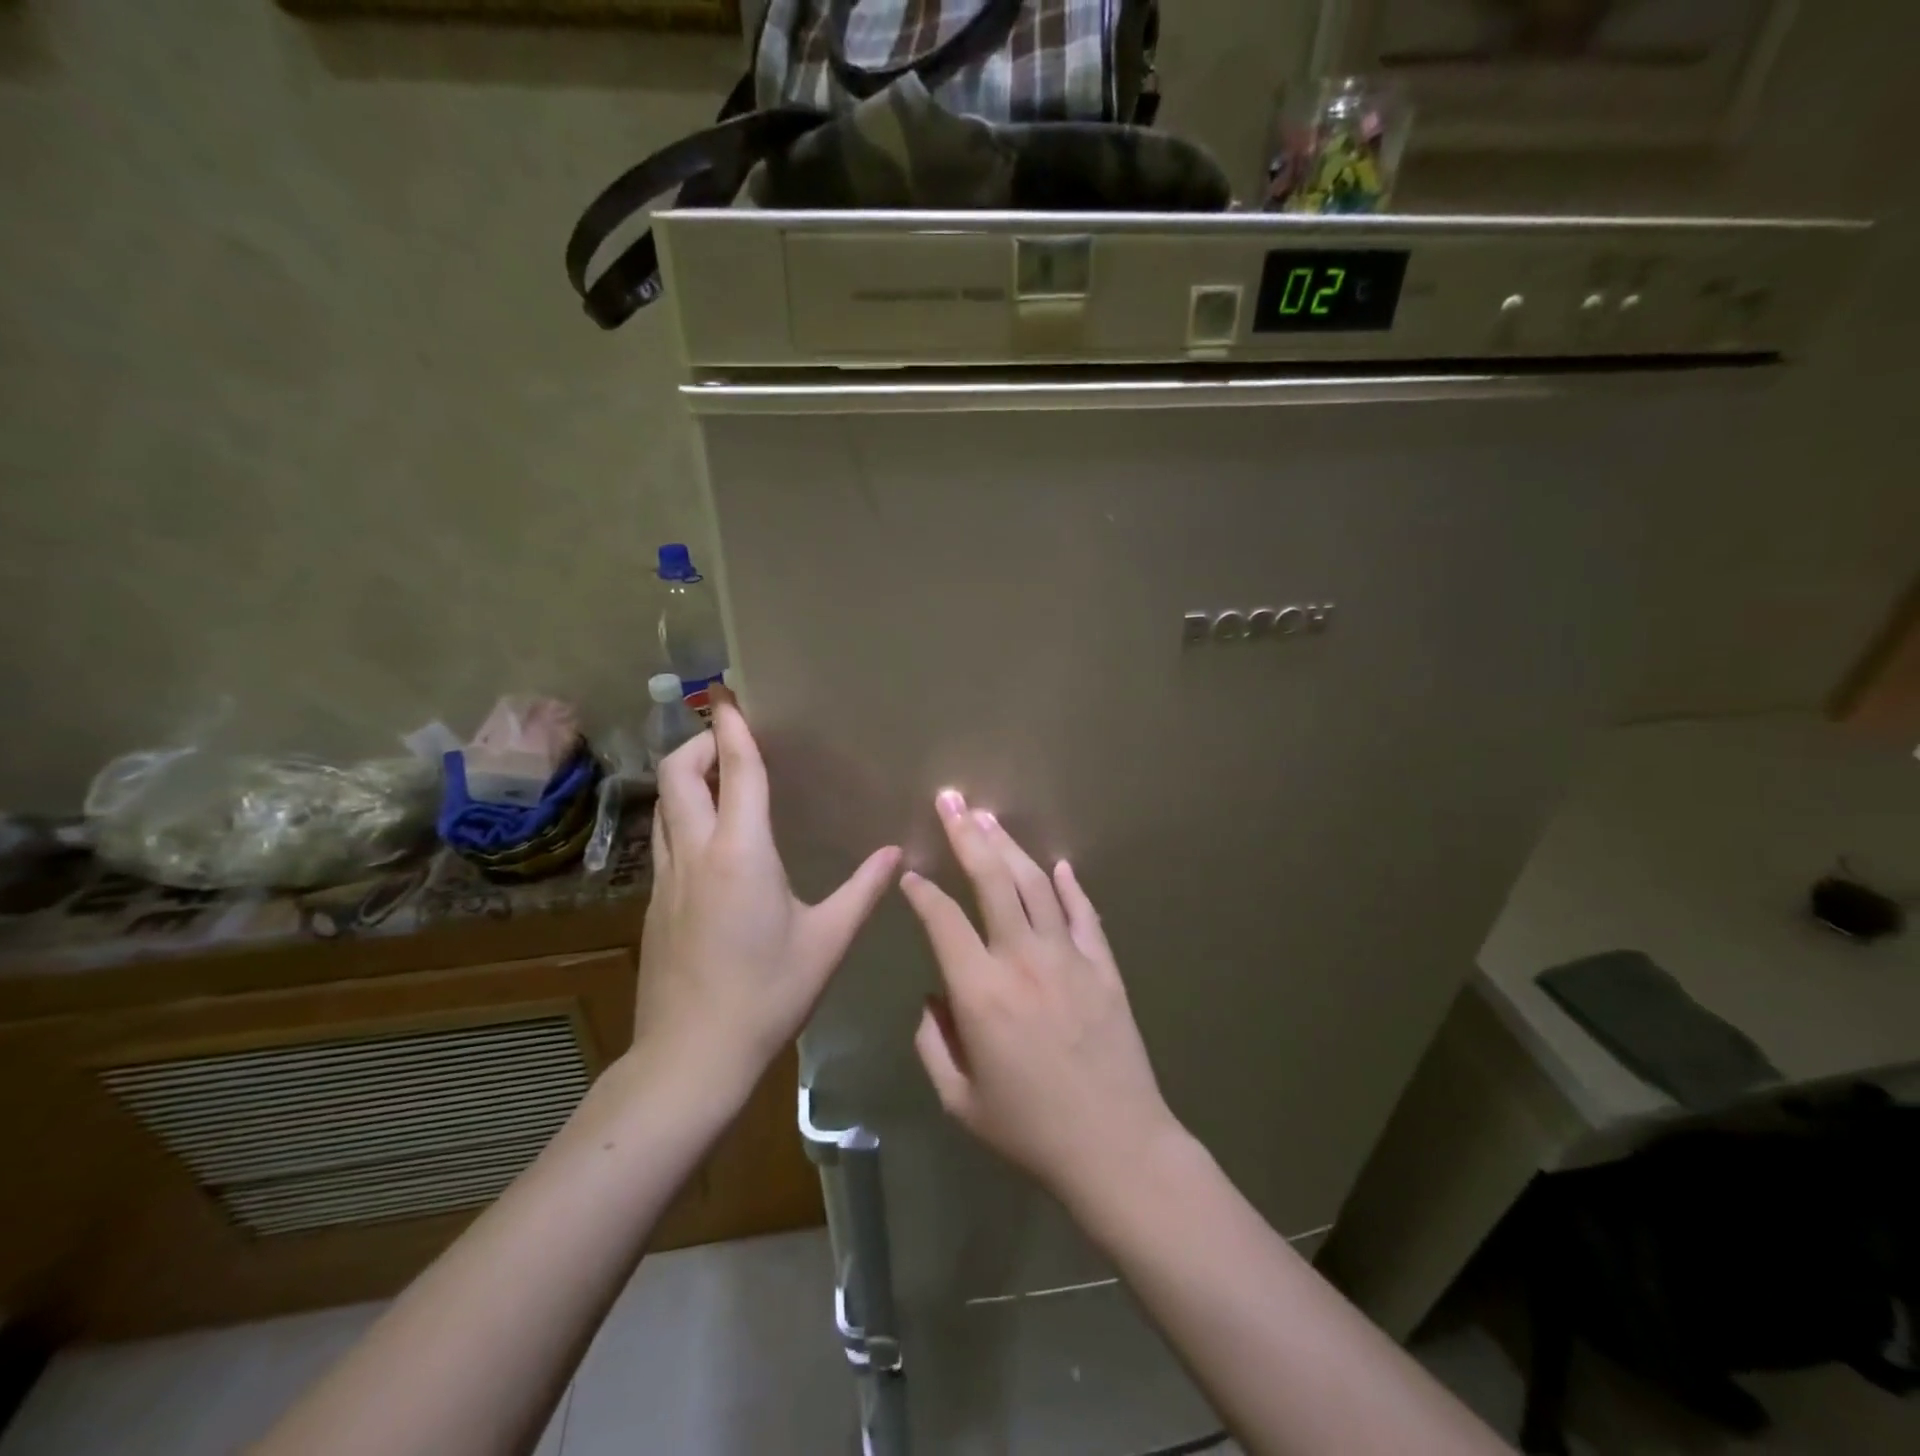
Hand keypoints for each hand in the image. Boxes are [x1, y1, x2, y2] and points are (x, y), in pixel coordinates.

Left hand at [635, 690, 899, 1099]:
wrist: (691, 1057)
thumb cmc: (767, 994)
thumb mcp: (828, 941)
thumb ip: (864, 890)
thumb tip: (897, 854)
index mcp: (741, 852)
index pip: (735, 771)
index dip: (732, 728)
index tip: (729, 696)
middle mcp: (696, 853)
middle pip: (678, 774)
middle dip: (699, 743)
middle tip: (729, 738)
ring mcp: (666, 879)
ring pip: (664, 806)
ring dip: (686, 779)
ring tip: (719, 778)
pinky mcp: (655, 904)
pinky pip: (664, 839)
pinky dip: (683, 817)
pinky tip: (711, 841)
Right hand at [901, 789, 1181, 1208]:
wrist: (1116, 1147)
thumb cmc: (1030, 1130)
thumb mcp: (960, 1100)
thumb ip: (933, 1044)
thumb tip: (934, 998)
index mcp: (980, 992)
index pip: (942, 920)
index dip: (921, 892)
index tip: (910, 875)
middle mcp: (1022, 959)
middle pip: (992, 879)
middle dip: (966, 834)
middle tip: (950, 799)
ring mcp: (1069, 957)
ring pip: (1036, 884)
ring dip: (1010, 846)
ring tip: (989, 817)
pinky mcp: (1104, 965)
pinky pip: (1083, 913)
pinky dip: (1069, 885)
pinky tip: (1058, 864)